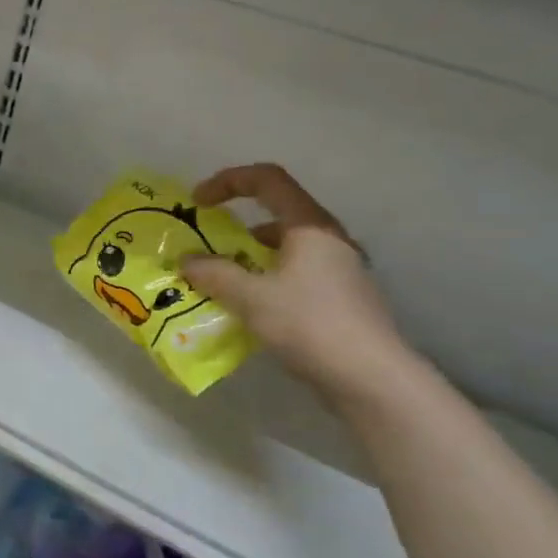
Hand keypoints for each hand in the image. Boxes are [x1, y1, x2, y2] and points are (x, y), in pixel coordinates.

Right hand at [180, 164, 415, 403]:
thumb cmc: (310, 324)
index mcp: (309, 226)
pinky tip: (249, 308)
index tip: (197, 202)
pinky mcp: (340, 297)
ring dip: (249, 256)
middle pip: (277, 213)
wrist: (370, 377)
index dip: (228, 181)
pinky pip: (295, 274)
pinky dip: (266, 280)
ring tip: (221, 280)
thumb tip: (187, 261)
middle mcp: (328, 239)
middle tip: (207, 245)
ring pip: (286, 248)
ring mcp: (338, 269)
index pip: (267, 180)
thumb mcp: (251, 297)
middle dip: (236, 224)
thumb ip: (215, 274)